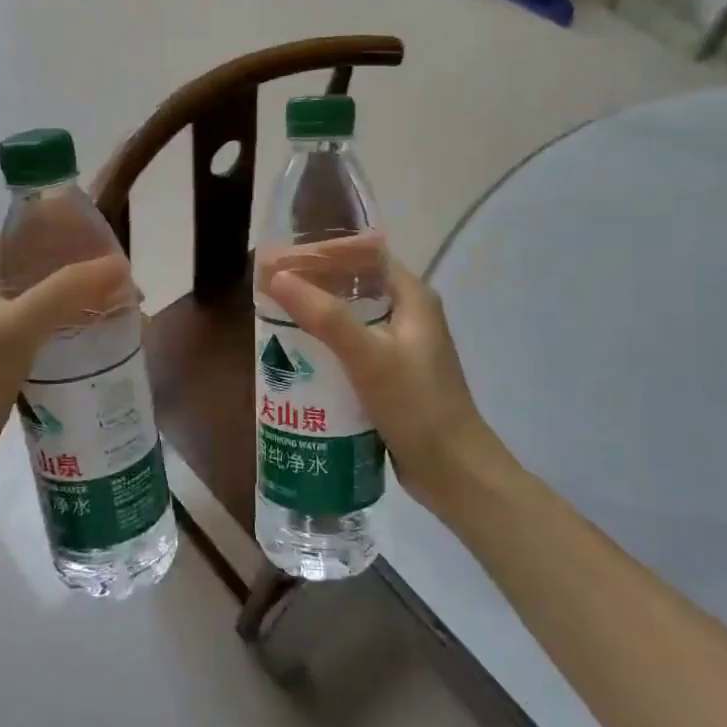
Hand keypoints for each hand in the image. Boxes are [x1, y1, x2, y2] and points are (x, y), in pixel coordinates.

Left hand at [0, 239, 132, 482]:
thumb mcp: (19, 325)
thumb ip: (67, 290)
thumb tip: (121, 265)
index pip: (32, 230)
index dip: (73, 233)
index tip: (112, 248)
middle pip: (45, 265)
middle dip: (85, 272)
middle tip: (127, 286)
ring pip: (48, 300)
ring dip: (82, 303)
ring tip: (123, 312)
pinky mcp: (3, 354)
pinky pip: (46, 331)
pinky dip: (72, 331)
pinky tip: (101, 343)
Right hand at [264, 257, 506, 516]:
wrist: (454, 473)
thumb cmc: (416, 405)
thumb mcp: (368, 356)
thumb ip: (324, 316)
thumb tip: (276, 276)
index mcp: (413, 298)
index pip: (366, 257)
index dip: (326, 253)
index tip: (284, 259)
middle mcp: (410, 317)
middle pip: (356, 289)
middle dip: (315, 289)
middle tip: (272, 294)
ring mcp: (403, 350)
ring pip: (352, 323)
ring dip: (318, 322)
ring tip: (276, 324)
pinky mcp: (393, 379)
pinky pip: (354, 354)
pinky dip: (328, 352)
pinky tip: (299, 363)